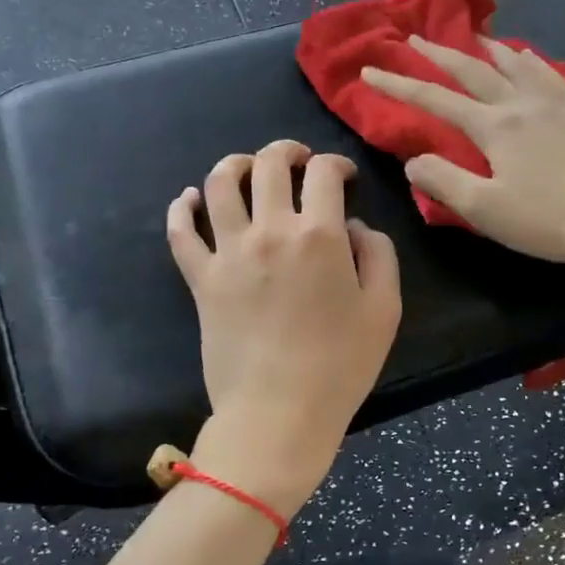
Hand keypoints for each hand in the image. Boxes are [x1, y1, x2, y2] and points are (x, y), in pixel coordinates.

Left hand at [167, 140, 401, 515]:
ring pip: (219, 185)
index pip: (323, 173)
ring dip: (234, 165)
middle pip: (270, 165)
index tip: (342, 176)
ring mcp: (229, 253)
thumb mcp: (384, 310)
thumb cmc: (340, 366)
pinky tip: (190, 199)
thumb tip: (355, 226)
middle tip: (297, 160)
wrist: (278, 413)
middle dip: (287, 152)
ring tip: (246, 168)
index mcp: (319, 235)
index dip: (336, 164)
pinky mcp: (200, 279)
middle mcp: (270, 231)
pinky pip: (180, 233)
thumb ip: (378, 255)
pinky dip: (181, 208)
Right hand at [362, 36, 564, 312]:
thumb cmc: (547, 220)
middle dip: (438, 54)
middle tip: (414, 39)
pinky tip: (526, 58)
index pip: (435, 100)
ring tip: (471, 37)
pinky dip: (526, 59)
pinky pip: (546, 72)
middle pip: (472, 69)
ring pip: (513, 62)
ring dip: (484, 48)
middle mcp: (521, 103)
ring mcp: (554, 102)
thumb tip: (413, 160)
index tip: (369, 72)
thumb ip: (443, 181)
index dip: (398, 86)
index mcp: (494, 126)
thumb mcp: (484, 210)